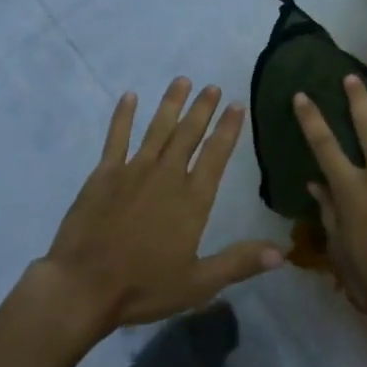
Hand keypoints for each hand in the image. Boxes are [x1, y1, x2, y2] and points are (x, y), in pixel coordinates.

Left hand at [36, 78, 283, 334]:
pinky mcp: (104, 173)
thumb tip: (282, 252)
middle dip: (202, 109)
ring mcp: (133, 170)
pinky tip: (130, 97)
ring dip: (171, 104)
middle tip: (212, 87)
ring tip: (182, 80)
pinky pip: (116, 137)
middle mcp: (166, 175)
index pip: (216, 155)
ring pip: (158, 128)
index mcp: (192, 200)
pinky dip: (123, 116)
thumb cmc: (144, 287)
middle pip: (188, 134)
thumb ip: (239, 262)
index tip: (237, 105)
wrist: (85, 285)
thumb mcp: (199, 283)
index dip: (228, 129)